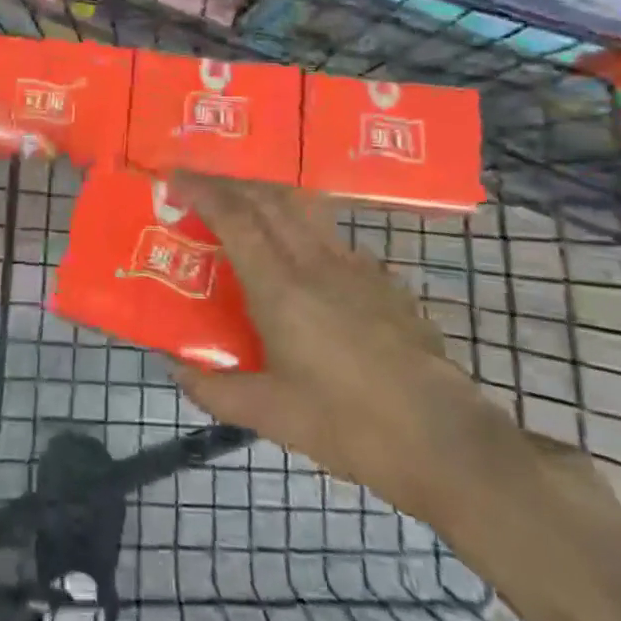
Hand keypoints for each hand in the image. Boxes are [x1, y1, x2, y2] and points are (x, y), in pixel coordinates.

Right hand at [171, 175, 499, 525]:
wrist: (446, 441)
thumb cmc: (350, 426)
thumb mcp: (271, 416)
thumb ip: (215, 390)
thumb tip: (174, 367)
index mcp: (281, 288)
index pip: (235, 217)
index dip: (202, 190)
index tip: (175, 178)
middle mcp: (316, 263)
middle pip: (269, 199)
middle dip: (230, 183)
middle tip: (202, 188)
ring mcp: (357, 268)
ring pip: (304, 211)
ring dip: (268, 198)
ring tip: (246, 210)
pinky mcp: (385, 282)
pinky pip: (333, 238)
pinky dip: (303, 230)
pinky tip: (303, 262)